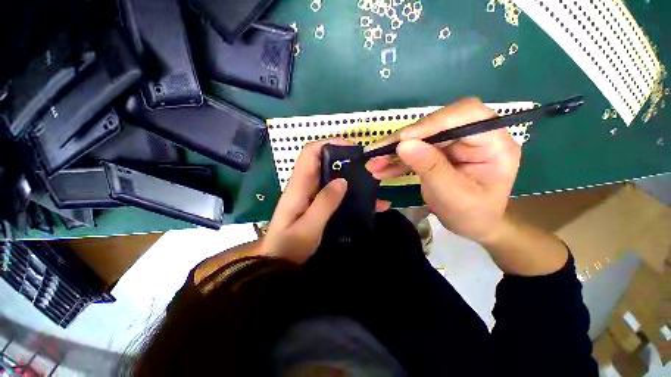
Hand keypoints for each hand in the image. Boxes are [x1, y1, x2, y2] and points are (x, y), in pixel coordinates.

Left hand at [262, 140, 389, 263]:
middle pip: (324, 162)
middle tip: (367, 167)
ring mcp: (312, 194)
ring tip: (373, 183)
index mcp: (299, 185)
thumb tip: (342, 180)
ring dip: (351, 177)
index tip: (351, 148)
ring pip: (332, 176)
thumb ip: (324, 203)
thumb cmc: (289, 246)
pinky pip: (336, 192)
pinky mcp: (318, 204)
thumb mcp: (308, 227)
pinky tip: (370, 203)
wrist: (279, 263)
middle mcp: (305, 185)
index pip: (310, 153)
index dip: (328, 144)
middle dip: (345, 160)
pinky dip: (351, 193)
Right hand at [367, 98, 520, 243]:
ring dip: (393, 151)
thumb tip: (403, 144)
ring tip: (373, 164)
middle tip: (376, 153)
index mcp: (493, 143)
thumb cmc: (472, 214)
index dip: (432, 123)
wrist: (473, 225)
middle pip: (434, 125)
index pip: (465, 114)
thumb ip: (431, 168)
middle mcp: (474, 136)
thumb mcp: (453, 195)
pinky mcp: (439, 151)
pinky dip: (396, 160)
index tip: (403, 140)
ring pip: (419, 137)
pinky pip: (414, 150)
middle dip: (402, 140)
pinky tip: (380, 169)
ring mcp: (454, 143)